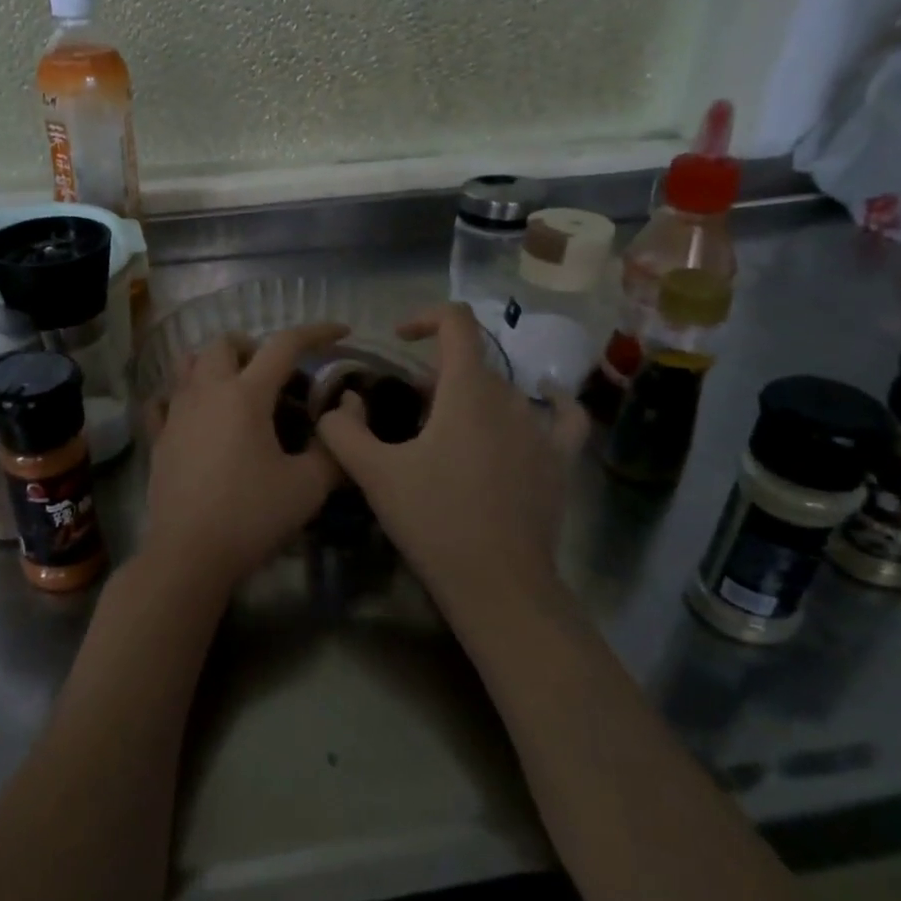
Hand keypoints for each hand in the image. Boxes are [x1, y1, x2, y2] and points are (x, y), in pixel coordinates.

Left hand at [140, 323, 349, 596]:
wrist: (189, 554)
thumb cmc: (252, 516)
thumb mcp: (308, 487)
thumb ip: (333, 448)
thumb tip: (346, 416)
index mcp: (246, 395)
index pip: (284, 345)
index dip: (317, 332)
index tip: (341, 332)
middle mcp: (206, 392)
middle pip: (225, 343)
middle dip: (254, 346)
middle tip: (275, 374)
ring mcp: (176, 413)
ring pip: (190, 364)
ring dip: (215, 363)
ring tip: (237, 388)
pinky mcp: (158, 438)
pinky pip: (164, 400)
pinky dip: (181, 396)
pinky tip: (195, 415)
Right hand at [315, 303, 588, 617]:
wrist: (497, 583)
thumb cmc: (433, 521)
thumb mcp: (373, 474)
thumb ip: (343, 431)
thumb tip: (336, 407)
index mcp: (467, 391)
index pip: (456, 323)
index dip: (426, 317)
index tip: (399, 338)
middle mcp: (510, 397)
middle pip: (470, 365)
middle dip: (433, 378)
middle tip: (404, 414)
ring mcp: (542, 429)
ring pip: (503, 391)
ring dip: (470, 398)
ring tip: (445, 433)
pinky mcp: (561, 460)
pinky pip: (564, 416)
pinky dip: (551, 402)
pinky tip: (546, 400)